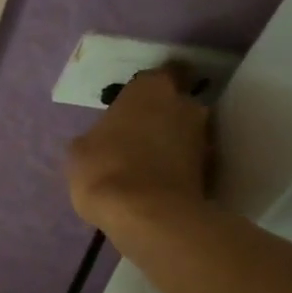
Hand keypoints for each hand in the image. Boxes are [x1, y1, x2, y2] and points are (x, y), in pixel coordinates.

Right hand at [67, 64, 211, 228]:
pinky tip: (155, 183)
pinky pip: (188, 162)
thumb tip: (103, 140)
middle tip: (136, 136)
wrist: (148, 216)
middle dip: (160, 116)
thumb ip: (97, 136)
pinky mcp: (211, 171)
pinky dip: (176, 169)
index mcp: (151, 88)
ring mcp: (203, 138)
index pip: (153, 76)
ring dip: (170, 143)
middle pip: (174, 104)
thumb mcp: (80, 150)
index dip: (141, 93)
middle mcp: (185, 104)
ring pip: (184, 133)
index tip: (128, 107)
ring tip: (145, 164)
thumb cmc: (105, 168)